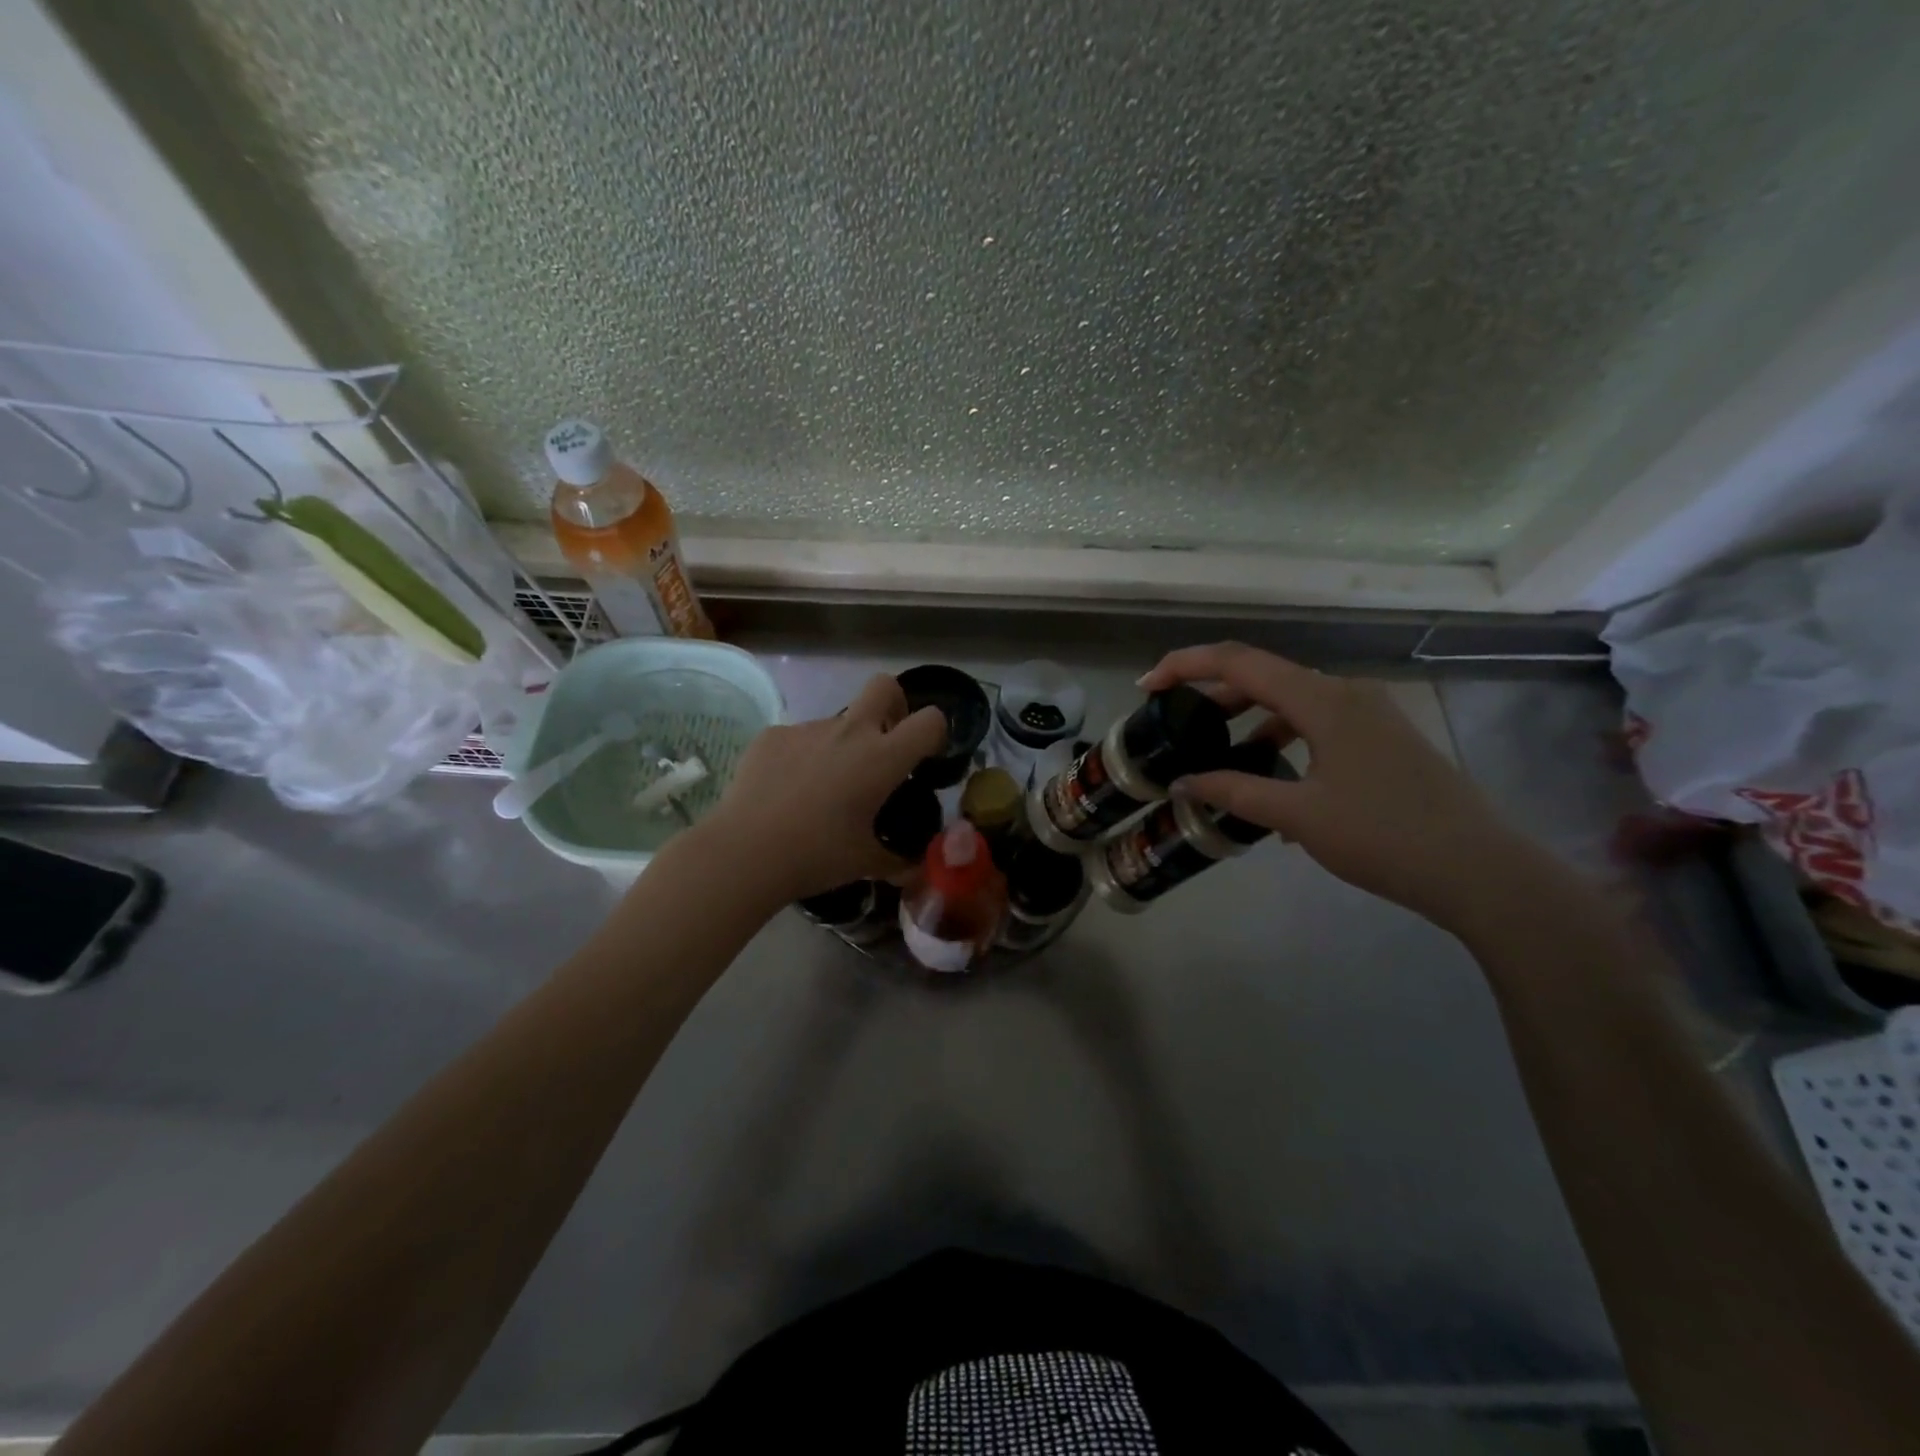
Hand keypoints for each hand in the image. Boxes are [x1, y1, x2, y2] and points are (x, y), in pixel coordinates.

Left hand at [692, 674, 948, 903]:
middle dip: (893, 704)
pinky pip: (799, 738)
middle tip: (884, 742)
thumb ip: (898, 862)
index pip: (930, 720)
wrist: (745, 852)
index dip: (935, 732)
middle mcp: (849, 731)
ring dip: (842, 743)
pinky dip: (802, 757)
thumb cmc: (817, 855)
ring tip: (822, 788)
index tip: (923, 758)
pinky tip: (786, 790)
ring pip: (837, 720)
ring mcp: (807, 729)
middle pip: (884, 686)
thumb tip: (916, 872)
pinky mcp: (772, 736)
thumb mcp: (866, 863)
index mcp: (882, 758)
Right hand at [1140, 643, 1541, 930]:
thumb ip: (1234, 791)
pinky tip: (1274, 784)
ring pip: (1293, 702)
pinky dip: (1285, 741)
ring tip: (1219, 755)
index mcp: (1323, 700)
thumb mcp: (1298, 815)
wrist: (1480, 870)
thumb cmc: (1383, 836)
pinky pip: (1319, 725)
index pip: (1240, 662)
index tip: (1147, 686)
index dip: (1187, 665)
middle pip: (1265, 677)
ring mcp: (1371, 715)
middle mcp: (1347, 693)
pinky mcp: (1384, 739)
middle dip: (1215, 695)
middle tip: (1176, 722)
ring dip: (1251, 721)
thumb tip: (1182, 783)